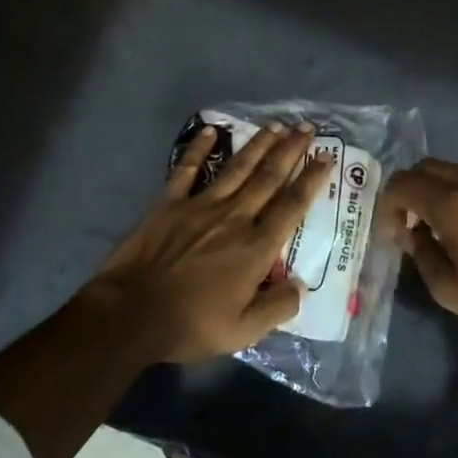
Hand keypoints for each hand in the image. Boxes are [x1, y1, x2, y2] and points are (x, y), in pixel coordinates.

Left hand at [85, 123, 331, 362]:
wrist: (131, 314)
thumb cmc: (190, 325)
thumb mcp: (243, 331)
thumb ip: (277, 307)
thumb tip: (299, 287)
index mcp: (255, 248)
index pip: (292, 206)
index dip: (311, 179)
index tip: (326, 158)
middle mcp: (234, 218)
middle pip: (269, 177)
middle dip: (291, 150)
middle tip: (307, 128)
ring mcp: (200, 206)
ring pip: (237, 168)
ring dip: (258, 144)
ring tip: (276, 126)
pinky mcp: (169, 203)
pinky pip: (187, 169)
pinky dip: (199, 148)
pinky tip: (211, 130)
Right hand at [380, 159, 457, 347]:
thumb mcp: (448, 289)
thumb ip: (420, 253)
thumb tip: (409, 232)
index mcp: (451, 205)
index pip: (403, 184)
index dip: (388, 205)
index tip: (392, 234)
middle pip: (426, 167)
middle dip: (409, 190)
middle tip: (409, 224)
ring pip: (453, 170)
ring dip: (434, 189)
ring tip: (437, 225)